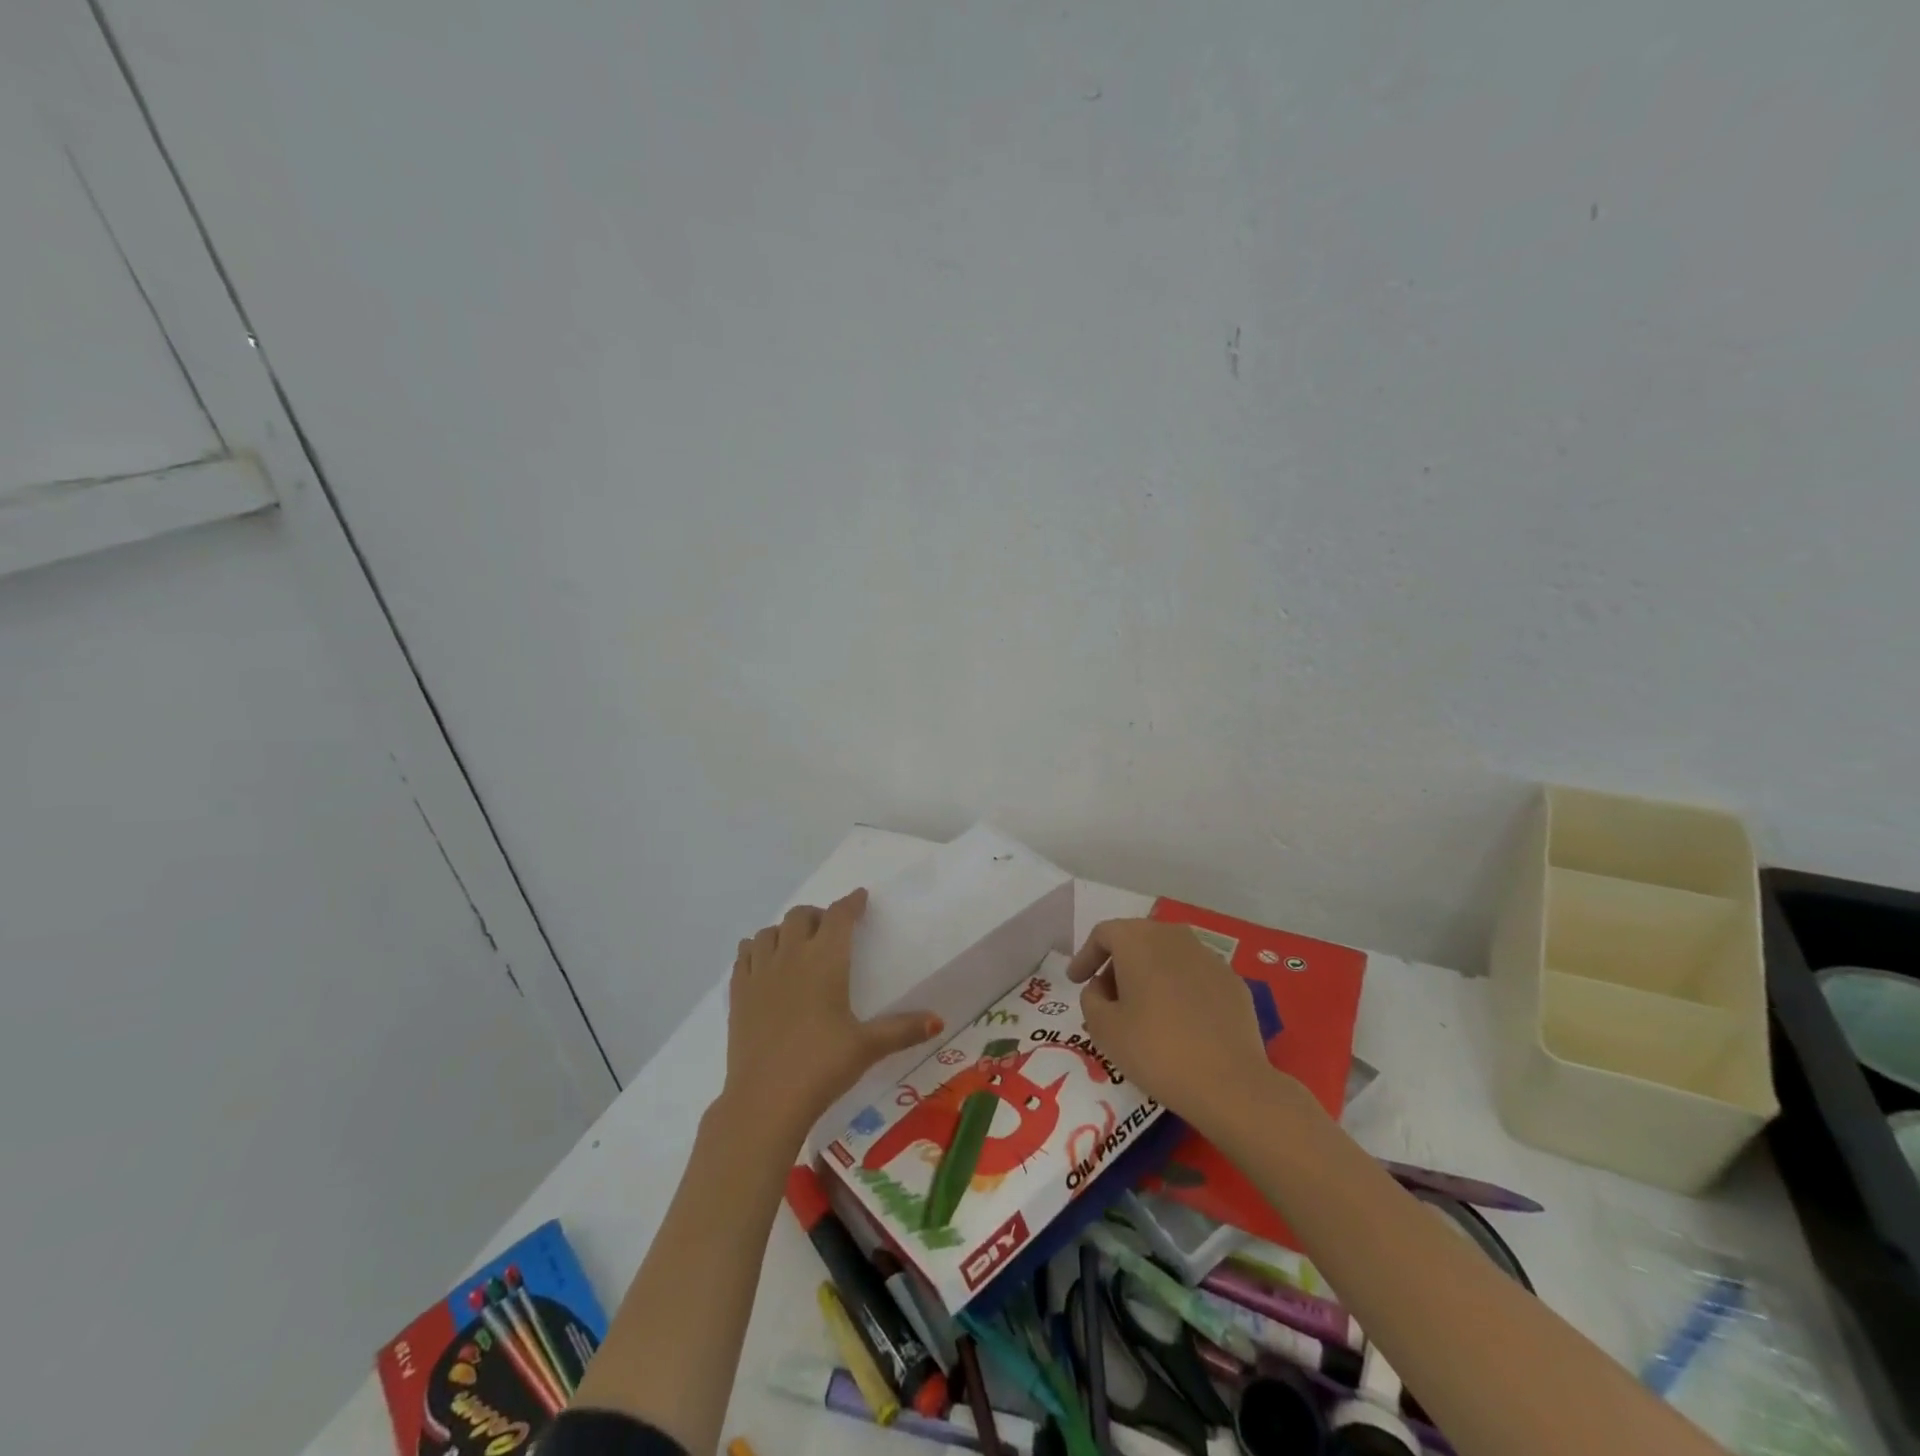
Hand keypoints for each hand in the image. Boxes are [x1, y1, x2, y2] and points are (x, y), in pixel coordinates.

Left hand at [723, 888, 942, 1142]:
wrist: (765, 1100)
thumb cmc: (822, 1066)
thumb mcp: (868, 1047)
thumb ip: (903, 1029)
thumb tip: (939, 1021)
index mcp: (825, 960)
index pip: (838, 916)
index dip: (851, 903)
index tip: (859, 898)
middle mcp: (791, 956)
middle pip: (801, 916)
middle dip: (818, 915)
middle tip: (830, 930)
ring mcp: (760, 973)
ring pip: (769, 931)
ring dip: (785, 931)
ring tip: (797, 946)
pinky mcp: (738, 994)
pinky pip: (744, 955)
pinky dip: (756, 949)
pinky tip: (765, 964)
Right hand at [1067, 918, 1278, 1134]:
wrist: (1229, 1083)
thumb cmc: (1156, 1050)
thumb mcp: (1104, 1028)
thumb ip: (1091, 998)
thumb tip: (1101, 987)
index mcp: (1138, 940)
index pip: (1103, 934)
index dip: (1085, 956)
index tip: (1076, 981)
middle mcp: (1174, 936)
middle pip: (1137, 939)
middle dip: (1117, 964)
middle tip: (1106, 997)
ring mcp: (1208, 956)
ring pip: (1167, 956)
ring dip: (1149, 975)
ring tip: (1142, 1010)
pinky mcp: (1233, 981)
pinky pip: (1194, 976)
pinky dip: (1178, 989)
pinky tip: (1178, 1021)